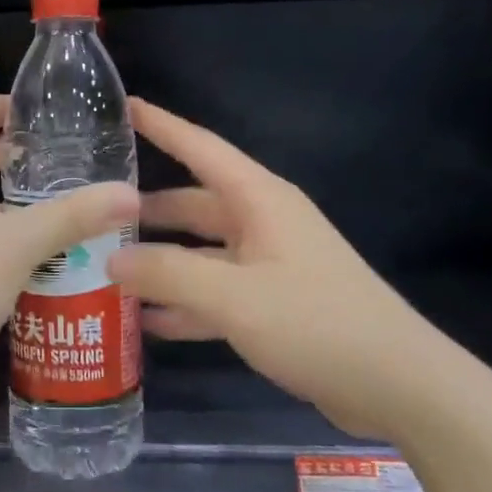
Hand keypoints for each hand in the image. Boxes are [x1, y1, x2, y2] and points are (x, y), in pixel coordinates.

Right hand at [110, 97, 466, 441]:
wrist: (396, 385)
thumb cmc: (315, 323)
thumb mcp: (232, 297)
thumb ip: (167, 274)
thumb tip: (111, 258)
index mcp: (259, 200)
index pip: (200, 148)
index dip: (161, 125)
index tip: (124, 105)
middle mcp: (263, 222)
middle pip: (194, 204)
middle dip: (146, 210)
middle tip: (95, 214)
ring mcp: (269, 264)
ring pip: (201, 252)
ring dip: (161, 262)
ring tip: (107, 269)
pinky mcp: (274, 303)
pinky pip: (216, 291)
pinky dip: (185, 302)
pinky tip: (147, 321)